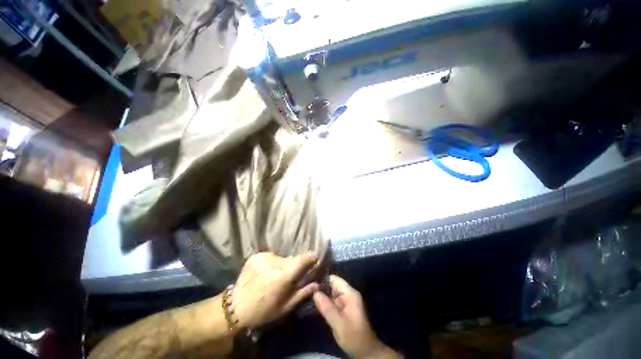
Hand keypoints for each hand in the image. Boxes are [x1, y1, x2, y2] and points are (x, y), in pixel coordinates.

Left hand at [231, 252, 318, 328]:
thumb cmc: (263, 311)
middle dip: (294, 266)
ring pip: (282, 258)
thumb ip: (303, 292)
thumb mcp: (286, 307)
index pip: (304, 258)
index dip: (311, 258)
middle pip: (293, 259)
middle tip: (288, 278)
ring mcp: (264, 257)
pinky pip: (271, 257)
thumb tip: (318, 283)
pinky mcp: (257, 255)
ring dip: (282, 265)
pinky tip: (265, 273)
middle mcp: (275, 262)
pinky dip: (272, 264)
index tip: (313, 261)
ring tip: (274, 277)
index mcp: (284, 277)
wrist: (236, 307)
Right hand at [313, 275, 401, 358]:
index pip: (334, 279)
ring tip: (306, 294)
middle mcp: (347, 294)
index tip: (309, 282)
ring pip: (330, 292)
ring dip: (320, 294)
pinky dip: (323, 301)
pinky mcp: (342, 308)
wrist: (365, 352)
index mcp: (350, 293)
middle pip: (331, 284)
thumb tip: (314, 292)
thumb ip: (327, 307)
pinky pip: (331, 300)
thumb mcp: (339, 324)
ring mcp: (345, 301)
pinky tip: (312, 302)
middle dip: (319, 287)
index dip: (322, 279)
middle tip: (305, 289)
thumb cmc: (354, 337)